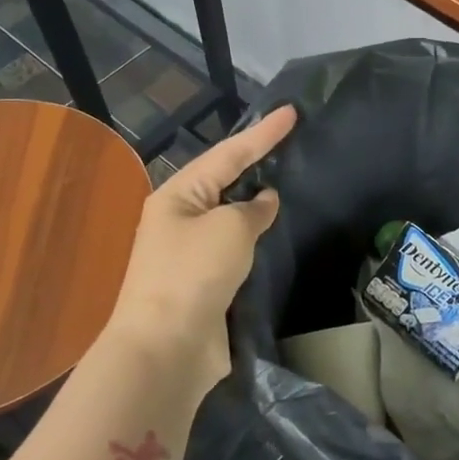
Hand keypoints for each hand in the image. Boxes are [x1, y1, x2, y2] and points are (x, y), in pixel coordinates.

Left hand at [105, 106, 297, 390]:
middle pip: (224, 180)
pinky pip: (235, 247)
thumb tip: (264, 201)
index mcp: (178, 196)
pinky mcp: (205, 282)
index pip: (228, 154)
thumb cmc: (193, 274)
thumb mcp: (229, 229)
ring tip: (288, 180)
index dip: (263, 133)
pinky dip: (256, 236)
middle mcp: (181, 219)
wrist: (167, 347)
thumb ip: (252, 209)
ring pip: (231, 216)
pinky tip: (276, 232)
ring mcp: (191, 252)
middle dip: (256, 161)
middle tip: (290, 142)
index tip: (291, 112)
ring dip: (256, 201)